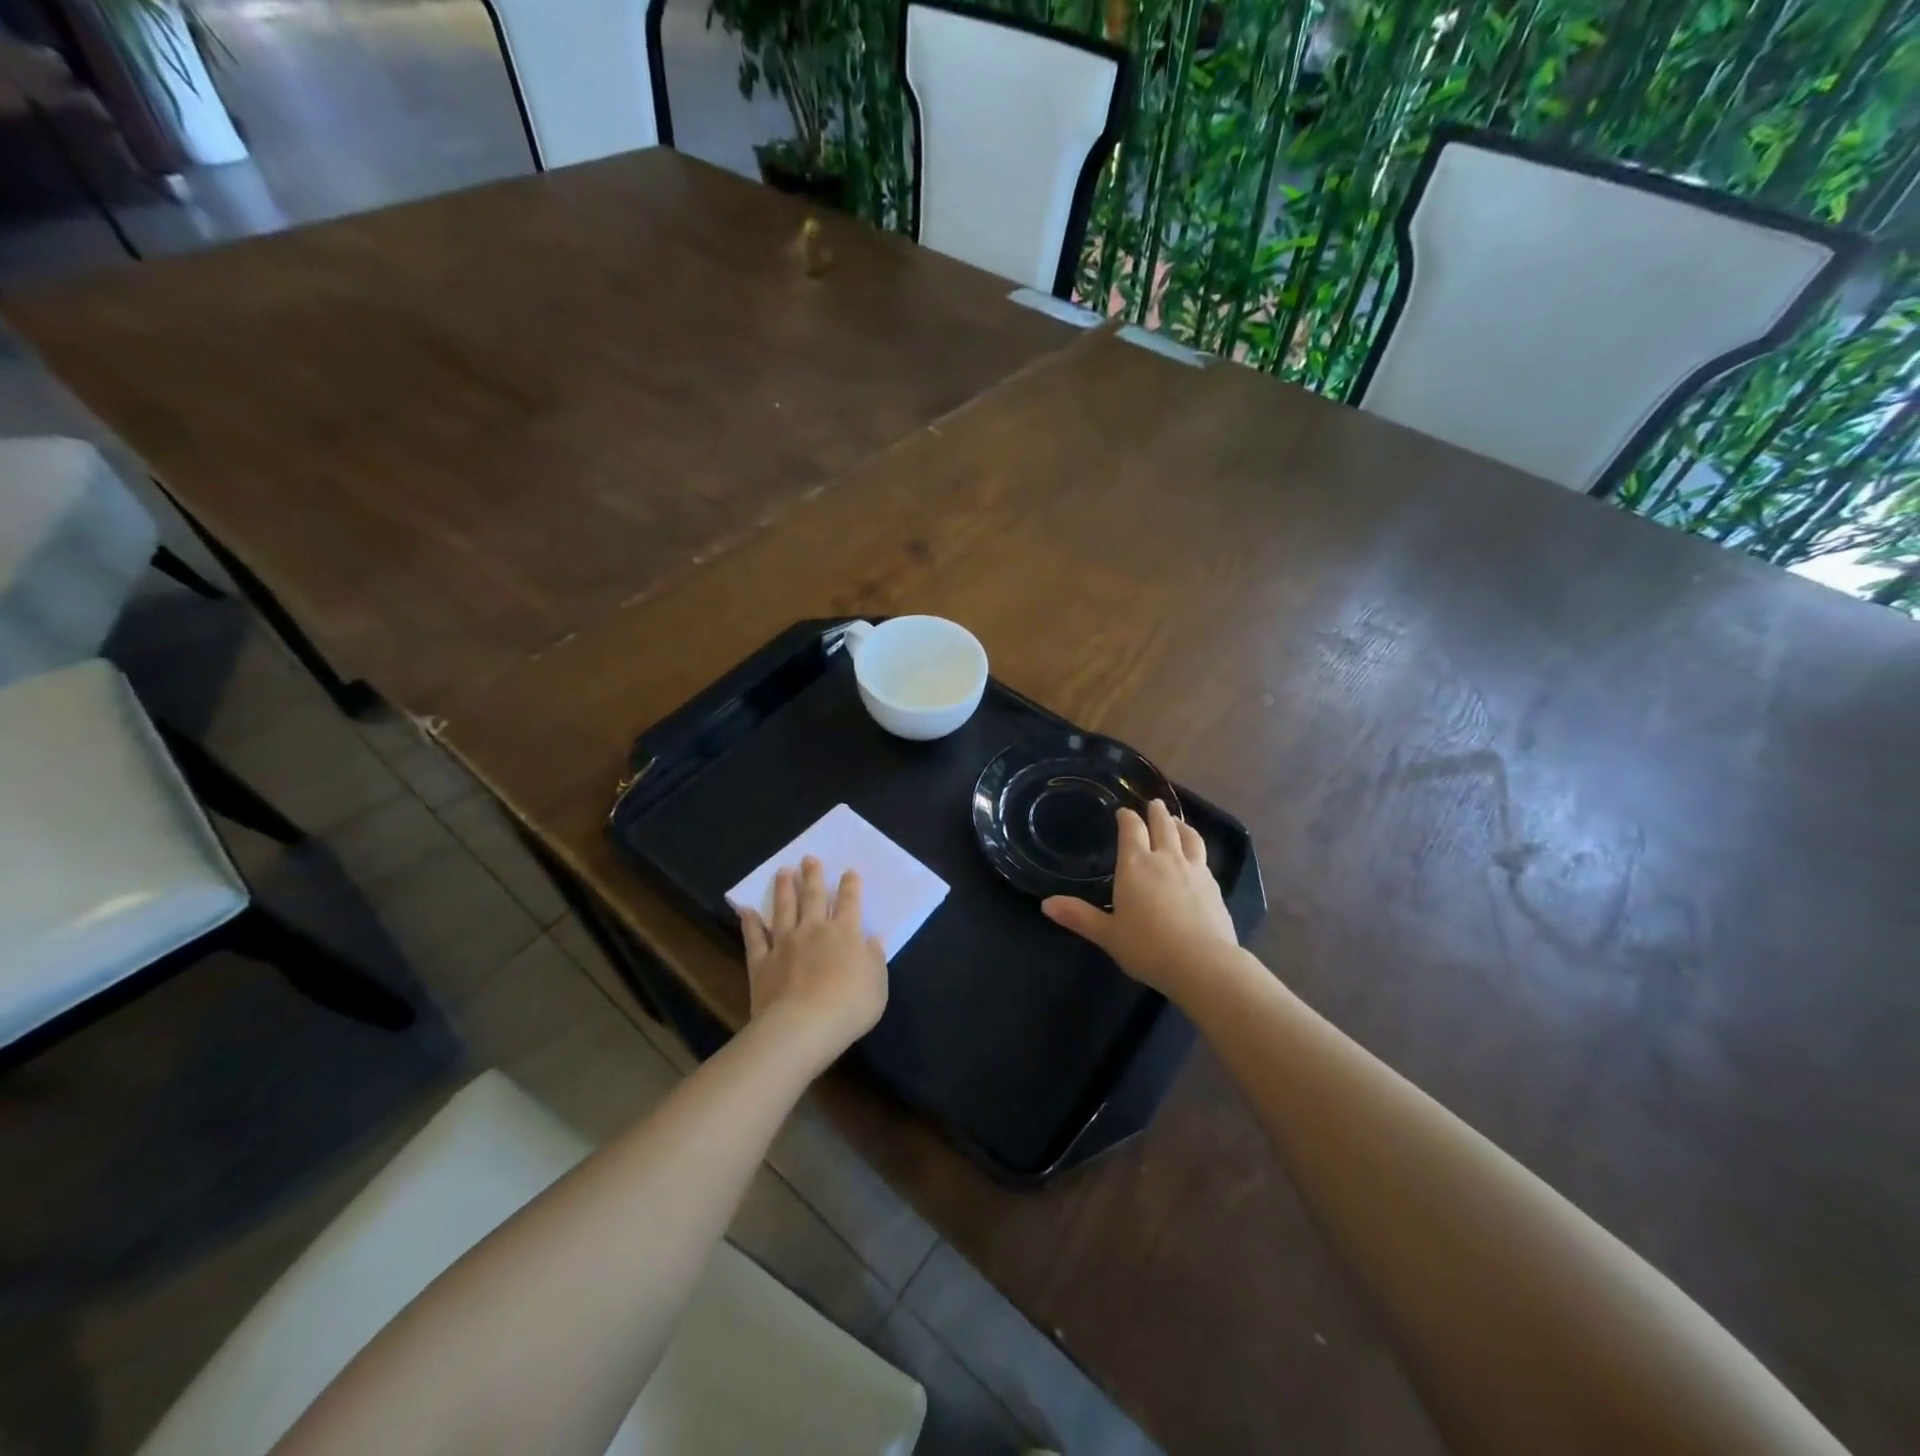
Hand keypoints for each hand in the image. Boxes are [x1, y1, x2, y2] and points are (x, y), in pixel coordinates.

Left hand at [740, 857, 887, 1065]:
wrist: (803, 1026)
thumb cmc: (849, 1006)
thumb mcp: (877, 984)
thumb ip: (875, 959)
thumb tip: (874, 939)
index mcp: (846, 933)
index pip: (850, 903)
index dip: (850, 886)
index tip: (849, 871)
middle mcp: (814, 930)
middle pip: (814, 897)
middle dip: (813, 876)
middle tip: (809, 858)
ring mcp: (785, 944)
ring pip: (784, 909)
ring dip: (784, 889)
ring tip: (783, 871)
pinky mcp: (762, 962)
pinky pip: (755, 938)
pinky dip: (750, 923)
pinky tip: (746, 910)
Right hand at [1043, 800, 1240, 1000]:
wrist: (1203, 963)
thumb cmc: (1147, 947)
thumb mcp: (1107, 934)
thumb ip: (1078, 916)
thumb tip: (1045, 904)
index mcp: (1136, 865)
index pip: (1131, 829)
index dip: (1127, 817)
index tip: (1123, 811)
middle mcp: (1165, 859)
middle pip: (1162, 825)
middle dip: (1156, 812)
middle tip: (1153, 803)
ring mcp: (1194, 870)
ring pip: (1189, 837)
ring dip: (1181, 825)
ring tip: (1178, 821)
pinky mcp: (1214, 886)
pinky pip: (1204, 858)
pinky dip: (1197, 849)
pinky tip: (1197, 858)